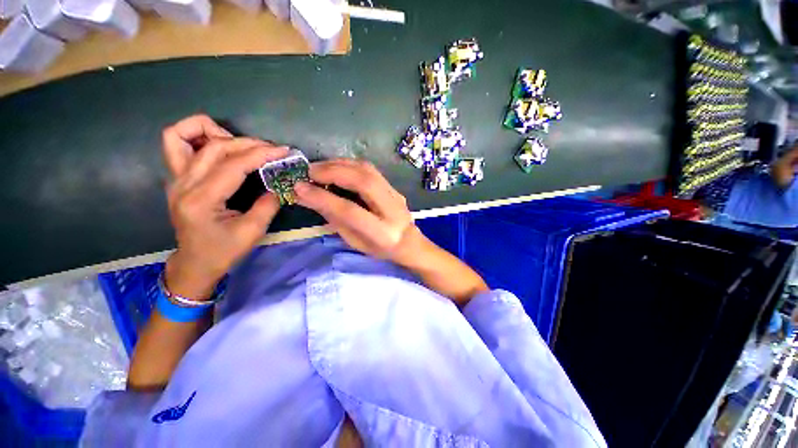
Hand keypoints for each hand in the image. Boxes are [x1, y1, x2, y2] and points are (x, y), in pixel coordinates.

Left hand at [162, 117, 288, 300]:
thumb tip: (279, 185)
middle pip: (213, 146)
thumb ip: (267, 205)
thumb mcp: (252, 232)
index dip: (261, 154)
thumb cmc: (223, 251)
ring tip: (239, 144)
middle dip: (247, 143)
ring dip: (212, 131)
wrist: (195, 263)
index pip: (232, 165)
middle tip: (271, 150)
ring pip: (180, 135)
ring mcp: (175, 179)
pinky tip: (219, 147)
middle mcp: (182, 184)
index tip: (283, 150)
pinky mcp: (177, 178)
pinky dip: (197, 137)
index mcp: (201, 200)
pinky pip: (177, 144)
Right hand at [293, 159, 423, 265]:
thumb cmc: (380, 248)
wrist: (409, 242)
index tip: (298, 188)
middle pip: (363, 182)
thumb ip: (335, 220)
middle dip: (333, 172)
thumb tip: (309, 196)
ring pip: (368, 170)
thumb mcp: (355, 241)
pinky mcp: (394, 187)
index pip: (350, 211)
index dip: (323, 198)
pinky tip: (336, 166)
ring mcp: (396, 195)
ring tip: (319, 167)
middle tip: (309, 172)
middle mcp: (392, 210)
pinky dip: (350, 164)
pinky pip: (371, 170)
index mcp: (382, 233)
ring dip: (340, 164)